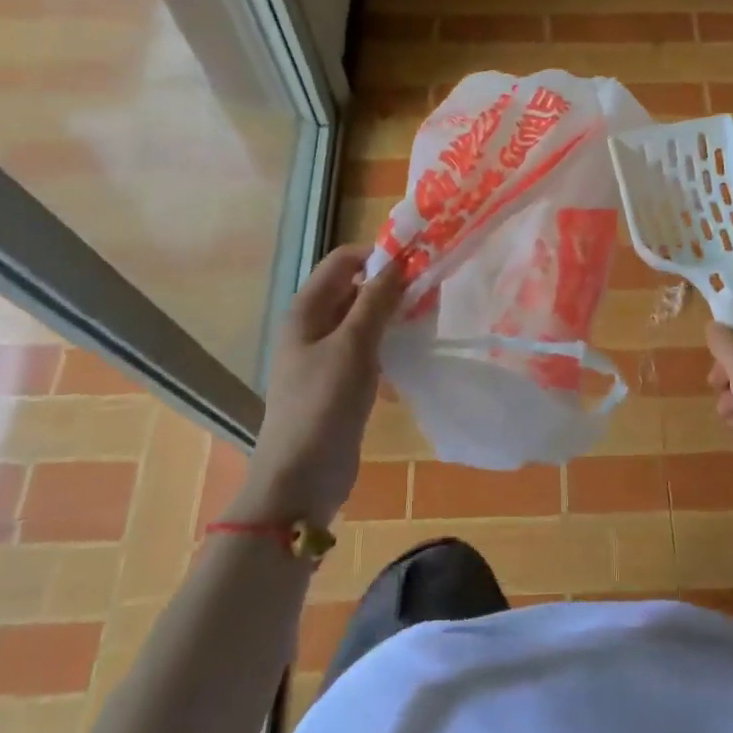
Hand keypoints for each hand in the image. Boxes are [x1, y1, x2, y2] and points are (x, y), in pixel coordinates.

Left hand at [232, 244, 403, 524]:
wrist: (301, 479)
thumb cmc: (322, 405)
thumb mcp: (352, 347)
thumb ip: (375, 301)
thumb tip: (398, 260)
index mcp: (306, 310)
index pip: (343, 261)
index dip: (378, 254)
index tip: (418, 261)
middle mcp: (312, 326)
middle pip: (353, 288)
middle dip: (389, 284)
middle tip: (431, 289)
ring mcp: (325, 355)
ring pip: (363, 319)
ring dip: (391, 314)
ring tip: (428, 316)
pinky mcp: (339, 382)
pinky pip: (366, 348)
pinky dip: (388, 342)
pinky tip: (412, 350)